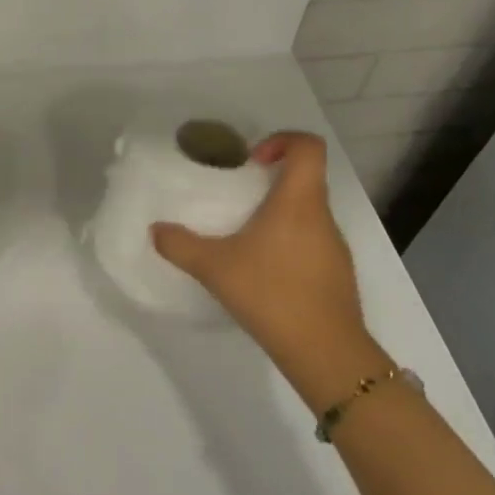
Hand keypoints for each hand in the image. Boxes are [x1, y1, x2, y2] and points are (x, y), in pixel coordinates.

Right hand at [152, 131, 388, 407]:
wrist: (326, 353)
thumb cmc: (272, 294)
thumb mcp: (215, 268)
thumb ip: (181, 245)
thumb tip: (155, 230)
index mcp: (299, 201)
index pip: (308, 147)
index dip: (283, 141)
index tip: (253, 161)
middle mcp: (323, 216)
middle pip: (306, 179)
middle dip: (272, 182)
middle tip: (240, 199)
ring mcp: (336, 247)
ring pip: (309, 214)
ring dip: (281, 215)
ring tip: (248, 239)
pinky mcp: (338, 274)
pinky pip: (314, 243)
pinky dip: (291, 245)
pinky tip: (266, 274)